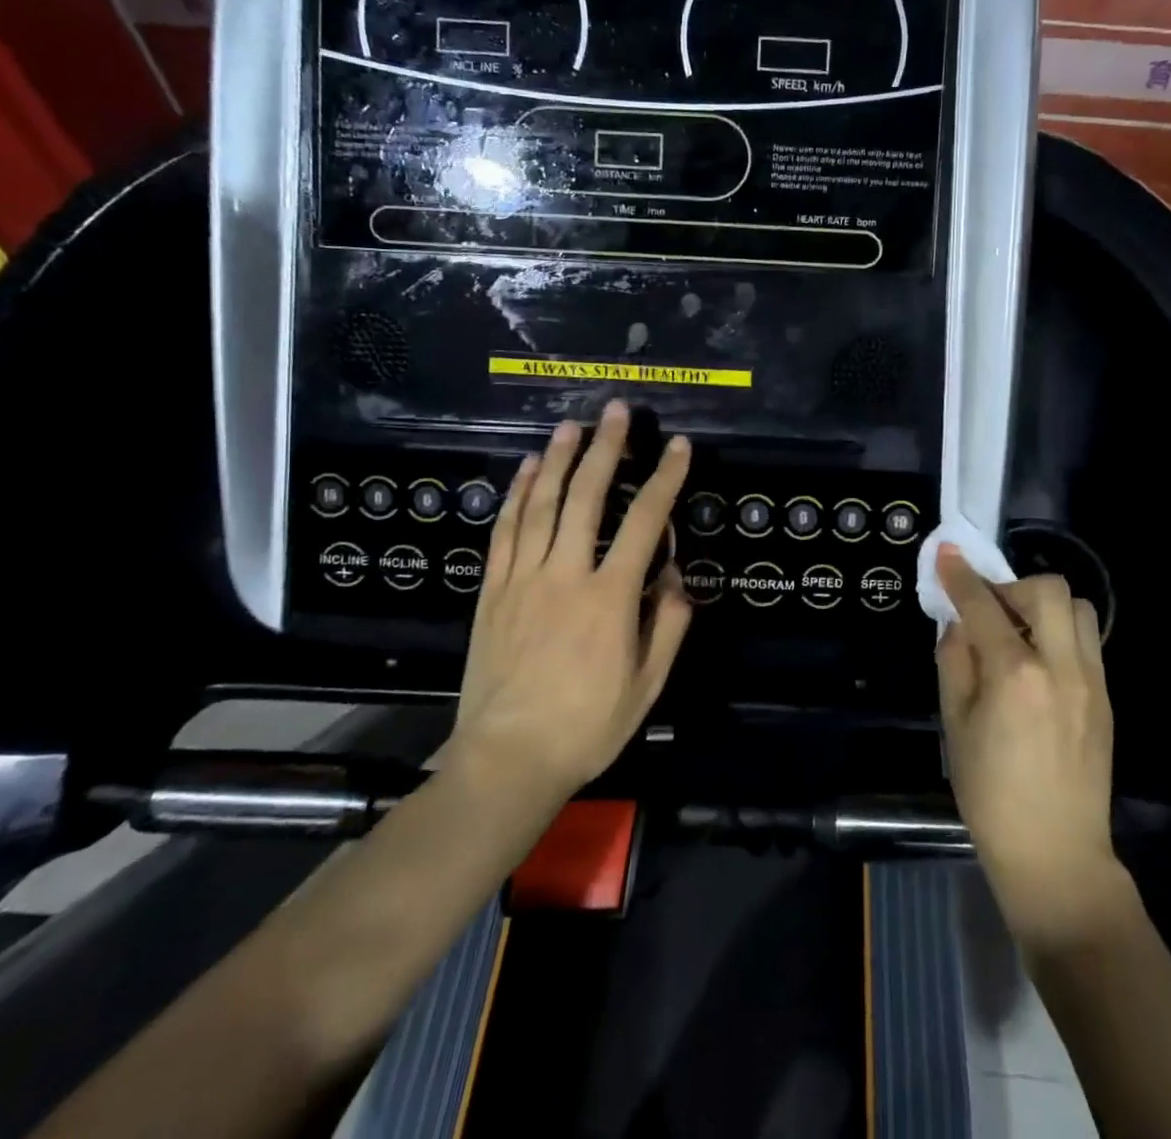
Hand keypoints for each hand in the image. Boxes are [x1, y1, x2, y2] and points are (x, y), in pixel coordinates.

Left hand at [447, 400, 693, 805]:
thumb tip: (676, 579)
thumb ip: (667, 626)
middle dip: (606, 448)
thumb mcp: (647, 686)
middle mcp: (565, 575)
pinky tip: (524, 470)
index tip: (679, 447)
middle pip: (585, 496)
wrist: (507, 759)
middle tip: (616, 411)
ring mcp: (522, 579)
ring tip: (572, 425)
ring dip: (557, 459)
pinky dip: (515, 495)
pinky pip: (503, 531)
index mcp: (609, 598)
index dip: (665, 479)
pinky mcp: (492, 591)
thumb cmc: (586, 726)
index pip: (644, 523)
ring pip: (539, 504)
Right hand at [936, 547, 1125, 950]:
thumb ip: (954, 662)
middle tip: (989, 611)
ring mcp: (1092, 681)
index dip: (960, 575)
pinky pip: (1086, 640)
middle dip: (1011, 586)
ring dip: (1043, 605)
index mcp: (1016, 675)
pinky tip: (1039, 662)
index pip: (984, 605)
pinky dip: (1059, 631)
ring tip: (1019, 633)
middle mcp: (1061, 666)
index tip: (946, 554)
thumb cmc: (991, 794)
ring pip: (1077, 608)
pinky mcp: (1106, 697)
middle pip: (1047, 589)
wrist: (1056, 854)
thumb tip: (958, 624)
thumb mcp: (955, 725)